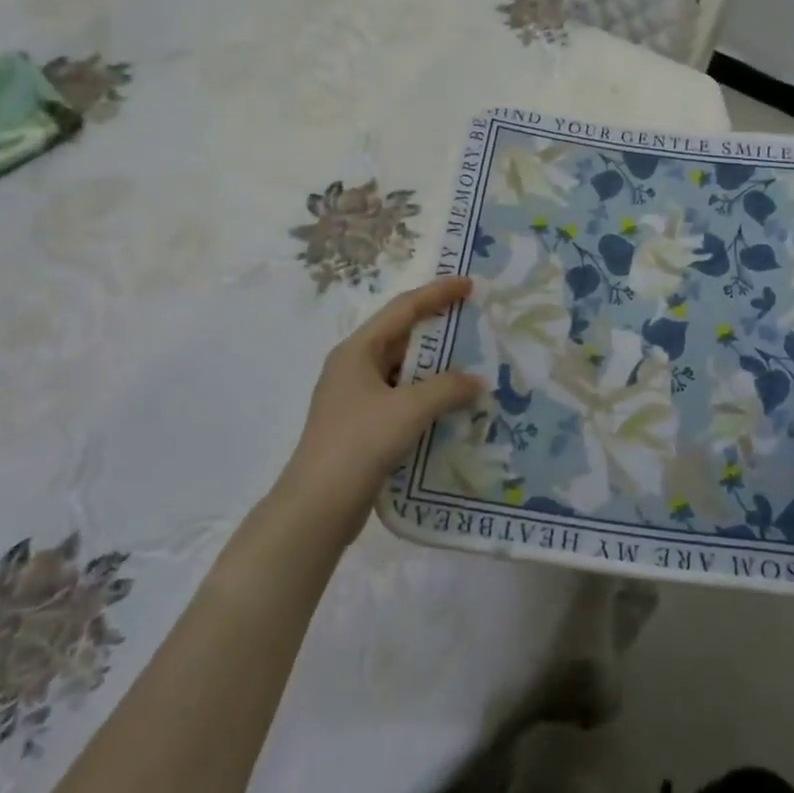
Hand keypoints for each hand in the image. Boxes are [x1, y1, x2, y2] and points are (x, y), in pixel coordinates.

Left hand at [281, 277, 483, 537]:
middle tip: (475, 323)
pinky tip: (453, 405)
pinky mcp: (363, 426)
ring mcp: (357, 398)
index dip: (437, 293)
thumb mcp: (408, 410)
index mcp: (358, 350)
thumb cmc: (359, 444)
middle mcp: (355, 367)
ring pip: (404, 370)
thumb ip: (447, 388)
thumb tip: (476, 380)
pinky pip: (402, 398)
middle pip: (403, 337)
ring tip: (473, 364)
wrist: (316, 508)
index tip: (469, 284)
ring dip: (436, 368)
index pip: (403, 309)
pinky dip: (428, 396)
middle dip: (439, 330)